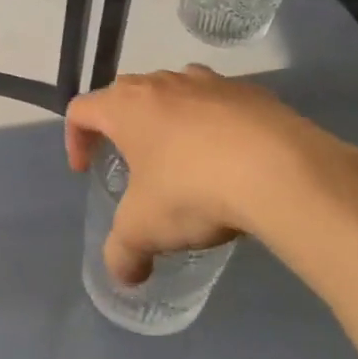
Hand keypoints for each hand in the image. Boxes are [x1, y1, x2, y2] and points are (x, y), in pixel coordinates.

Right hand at [64, 65, 357, 284]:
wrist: (282, 170)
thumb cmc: (193, 190)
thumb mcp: (146, 230)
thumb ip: (123, 253)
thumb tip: (123, 276)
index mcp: (126, 106)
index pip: (81, 110)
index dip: (75, 139)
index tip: (85, 170)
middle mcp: (162, 83)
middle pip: (127, 95)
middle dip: (122, 127)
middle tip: (132, 164)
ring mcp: (210, 82)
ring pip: (175, 93)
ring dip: (170, 121)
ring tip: (184, 161)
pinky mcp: (253, 92)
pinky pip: (221, 104)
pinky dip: (216, 126)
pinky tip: (232, 161)